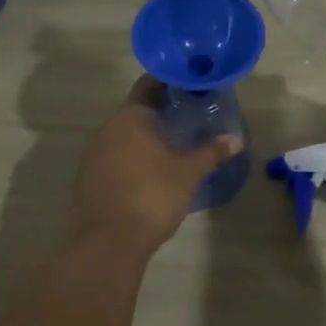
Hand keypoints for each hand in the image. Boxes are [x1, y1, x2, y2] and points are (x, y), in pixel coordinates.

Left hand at [71, 77, 241, 255]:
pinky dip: (133, 156)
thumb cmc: (153, 195)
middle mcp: (108, 128)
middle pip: (137, 109)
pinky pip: (115, 156)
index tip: (192, 87)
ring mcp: (94, 153)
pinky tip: (152, 169)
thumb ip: (211, 152)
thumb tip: (236, 139)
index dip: (171, 83)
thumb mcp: (189, 172)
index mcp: (131, 116)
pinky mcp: (89, 177)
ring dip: (146, 135)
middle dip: (162, 111)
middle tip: (190, 115)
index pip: (149, 84)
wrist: (110, 242)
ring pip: (124, 134)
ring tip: (175, 142)